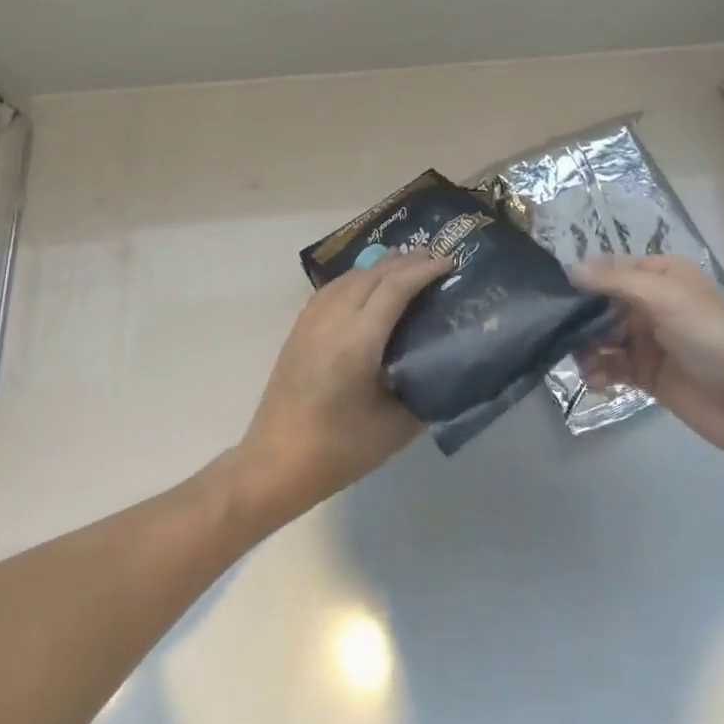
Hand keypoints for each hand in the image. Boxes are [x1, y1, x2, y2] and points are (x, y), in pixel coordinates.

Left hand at [232, 248, 451, 524]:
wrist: (274, 464)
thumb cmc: (338, 451)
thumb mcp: (395, 428)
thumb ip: (424, 393)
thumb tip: (446, 370)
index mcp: (358, 342)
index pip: (395, 288)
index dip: (424, 271)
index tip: (450, 263)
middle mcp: (332, 321)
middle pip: (372, 274)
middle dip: (406, 261)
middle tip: (436, 258)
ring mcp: (311, 322)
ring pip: (350, 277)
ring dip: (380, 266)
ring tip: (407, 265)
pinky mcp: (299, 330)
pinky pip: (332, 289)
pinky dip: (357, 278)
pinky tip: (367, 285)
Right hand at [571, 254, 723, 460]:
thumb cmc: (711, 337)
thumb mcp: (665, 298)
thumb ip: (616, 282)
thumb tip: (571, 270)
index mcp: (662, 276)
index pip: (613, 269)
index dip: (586, 280)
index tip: (555, 293)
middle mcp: (653, 304)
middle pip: (603, 304)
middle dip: (581, 318)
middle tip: (561, 333)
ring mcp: (649, 341)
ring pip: (603, 337)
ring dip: (587, 347)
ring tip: (581, 362)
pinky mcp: (647, 375)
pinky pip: (611, 366)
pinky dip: (599, 371)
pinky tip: (594, 380)